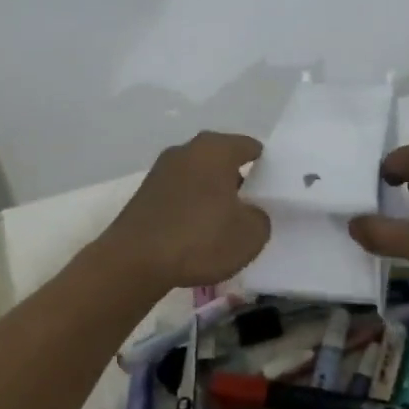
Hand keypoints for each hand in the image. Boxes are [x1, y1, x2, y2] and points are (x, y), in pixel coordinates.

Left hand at [94, 132, 270, 291]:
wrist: (134, 261)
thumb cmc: (200, 238)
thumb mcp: (250, 235)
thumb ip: (260, 217)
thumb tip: (250, 212)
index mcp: (215, 149)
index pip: (250, 147)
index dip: (267, 166)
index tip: (275, 188)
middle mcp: (187, 150)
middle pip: (222, 159)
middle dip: (239, 179)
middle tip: (254, 207)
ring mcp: (161, 170)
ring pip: (199, 177)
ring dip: (213, 194)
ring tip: (226, 223)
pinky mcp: (145, 193)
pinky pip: (180, 194)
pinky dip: (192, 207)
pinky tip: (198, 232)